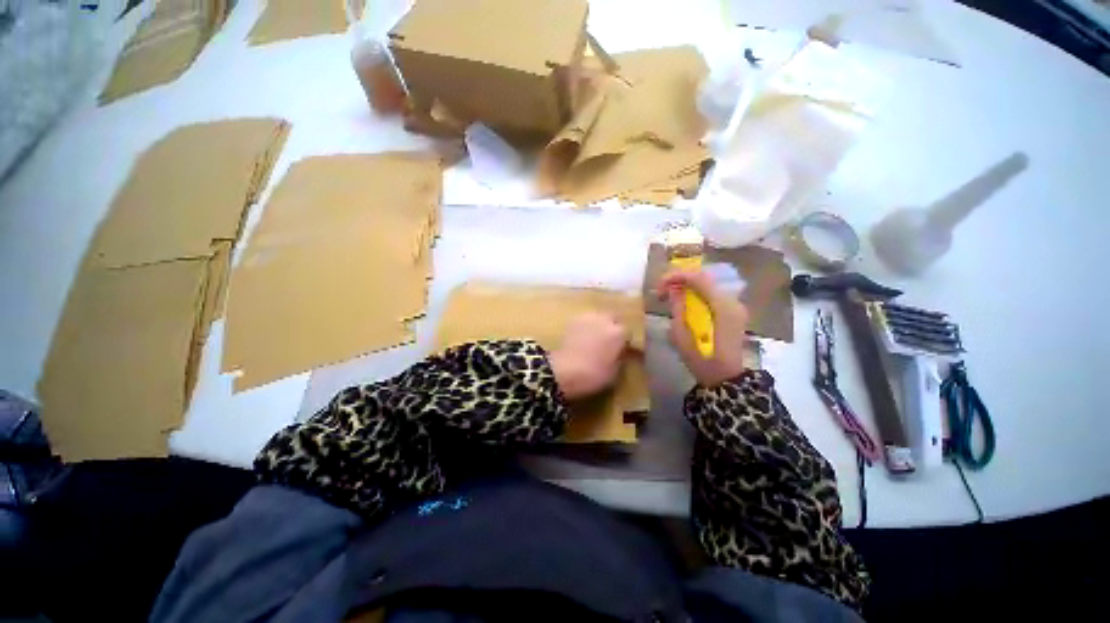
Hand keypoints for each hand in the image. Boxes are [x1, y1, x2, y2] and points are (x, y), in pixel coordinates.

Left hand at [549, 312, 629, 400]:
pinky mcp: (573, 321)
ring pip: (598, 318)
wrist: (564, 370)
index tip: (622, 351)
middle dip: (613, 328)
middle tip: (609, 342)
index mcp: (619, 332)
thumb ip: (621, 357)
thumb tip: (621, 352)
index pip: (628, 333)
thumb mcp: (615, 372)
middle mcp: (605, 320)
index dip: (625, 342)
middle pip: (613, 319)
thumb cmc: (593, 374)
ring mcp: (587, 318)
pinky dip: (586, 327)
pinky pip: (585, 321)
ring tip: (595, 338)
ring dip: (599, 325)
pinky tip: (583, 338)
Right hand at [659, 269, 748, 386]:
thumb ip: (678, 309)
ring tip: (670, 294)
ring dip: (688, 285)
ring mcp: (736, 306)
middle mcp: (733, 301)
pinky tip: (685, 301)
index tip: (659, 284)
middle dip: (681, 279)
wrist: (726, 380)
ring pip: (709, 285)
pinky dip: (697, 293)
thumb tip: (672, 290)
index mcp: (722, 307)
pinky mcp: (733, 312)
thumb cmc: (702, 361)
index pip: (699, 279)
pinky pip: (713, 294)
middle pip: (705, 278)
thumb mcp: (682, 336)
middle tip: (662, 289)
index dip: (677, 276)